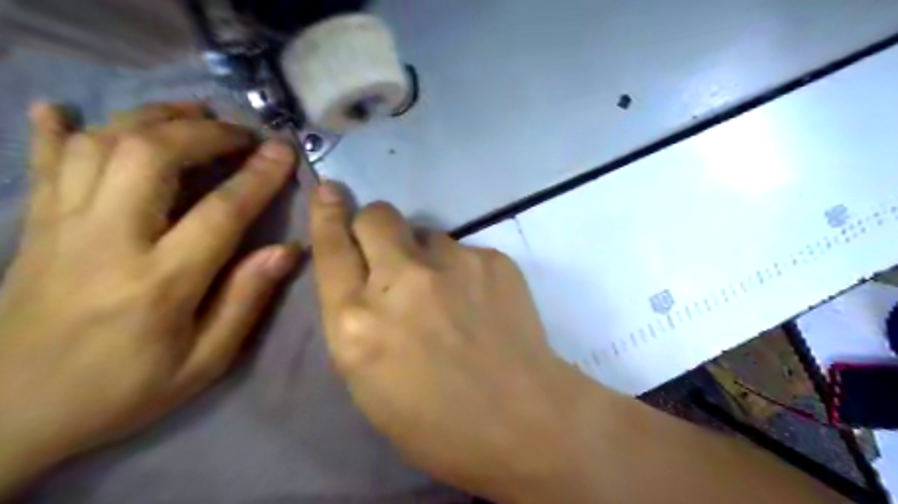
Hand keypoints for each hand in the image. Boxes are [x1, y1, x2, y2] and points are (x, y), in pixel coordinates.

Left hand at [1, 100, 300, 490]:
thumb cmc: (123, 389)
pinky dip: (54, 129)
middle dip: (204, 132)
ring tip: (190, 113)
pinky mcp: (33, 227)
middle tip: (240, 132)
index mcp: (160, 282)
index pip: (220, 212)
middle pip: (152, 156)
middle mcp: (107, 241)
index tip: (283, 151)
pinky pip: (41, 163)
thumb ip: (246, 300)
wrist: (8, 415)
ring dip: (151, 118)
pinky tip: (65, 110)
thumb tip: (288, 251)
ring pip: (101, 145)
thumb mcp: (204, 362)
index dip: (258, 176)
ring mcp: (61, 227)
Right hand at [309, 183, 594, 501]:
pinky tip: (481, 303)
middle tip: (390, 249)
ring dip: (426, 255)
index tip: (330, 190)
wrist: (522, 420)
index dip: (327, 214)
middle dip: (375, 225)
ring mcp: (452, 264)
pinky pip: (465, 250)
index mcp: (357, 322)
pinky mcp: (493, 259)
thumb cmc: (435, 422)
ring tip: (449, 294)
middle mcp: (400, 281)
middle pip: (377, 216)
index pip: (331, 248)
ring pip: (426, 233)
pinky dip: (464, 270)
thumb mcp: (368, 380)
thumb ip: (357, 319)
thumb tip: (366, 276)